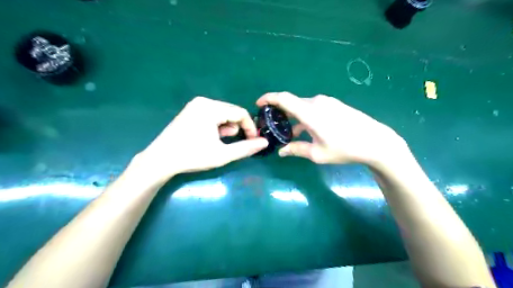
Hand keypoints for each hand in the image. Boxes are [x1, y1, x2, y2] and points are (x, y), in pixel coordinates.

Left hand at [133, 96, 268, 182]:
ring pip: (222, 113)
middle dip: (238, 127)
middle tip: (235, 143)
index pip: (240, 113)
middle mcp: (203, 101)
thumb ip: (245, 148)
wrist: (160, 160)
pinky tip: (212, 137)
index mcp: (211, 108)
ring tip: (221, 142)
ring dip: (227, 127)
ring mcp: (195, 105)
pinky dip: (217, 125)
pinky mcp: (190, 110)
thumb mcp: (222, 154)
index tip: (253, 141)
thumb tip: (264, 142)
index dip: (250, 127)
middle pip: (231, 112)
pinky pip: (212, 114)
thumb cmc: (192, 156)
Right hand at [257, 91, 409, 164]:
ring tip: (290, 131)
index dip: (269, 98)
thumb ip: (297, 150)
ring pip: (303, 106)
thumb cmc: (344, 148)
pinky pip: (314, 108)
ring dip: (294, 117)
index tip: (259, 104)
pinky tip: (307, 130)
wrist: (375, 141)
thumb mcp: (317, 153)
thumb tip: (282, 151)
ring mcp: (327, 102)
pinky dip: (305, 116)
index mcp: (309, 112)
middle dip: (281, 112)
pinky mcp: (335, 105)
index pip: (284, 99)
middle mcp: (317, 102)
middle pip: (292, 103)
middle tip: (274, 125)